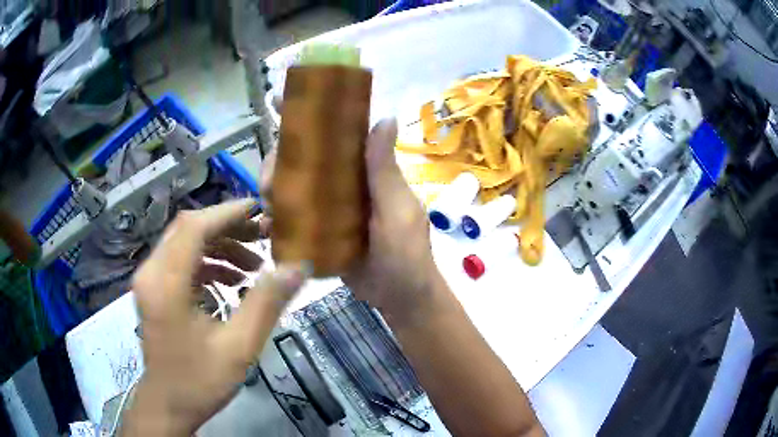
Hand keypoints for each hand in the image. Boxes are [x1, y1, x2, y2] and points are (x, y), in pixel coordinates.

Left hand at [122, 200, 306, 435]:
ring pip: (185, 243)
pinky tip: (232, 282)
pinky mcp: (154, 288)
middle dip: (227, 228)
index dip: (227, 213)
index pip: (194, 228)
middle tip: (263, 238)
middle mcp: (151, 272)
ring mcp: (149, 279)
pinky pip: (181, 261)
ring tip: (253, 266)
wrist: (168, 403)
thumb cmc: (200, 380)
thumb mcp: (239, 347)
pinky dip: (207, 263)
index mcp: (165, 284)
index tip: (260, 210)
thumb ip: (266, 304)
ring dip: (219, 246)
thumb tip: (298, 267)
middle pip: (188, 229)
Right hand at [261, 114, 442, 319]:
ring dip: (273, 191)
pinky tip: (269, 229)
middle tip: (268, 182)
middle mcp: (343, 183)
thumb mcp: (398, 210)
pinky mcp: (319, 233)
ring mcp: (328, 208)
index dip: (310, 114)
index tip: (280, 100)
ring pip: (292, 186)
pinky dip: (277, 221)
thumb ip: (385, 170)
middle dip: (278, 162)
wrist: (402, 298)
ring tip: (268, 208)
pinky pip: (292, 219)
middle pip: (303, 158)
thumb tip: (385, 116)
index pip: (336, 133)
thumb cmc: (406, 253)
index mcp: (364, 170)